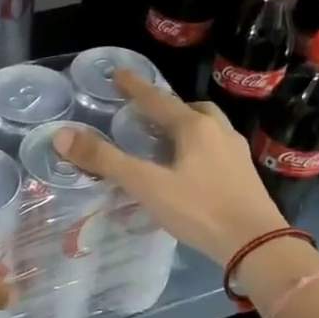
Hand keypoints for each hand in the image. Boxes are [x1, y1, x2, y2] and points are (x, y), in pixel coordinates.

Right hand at [53, 71, 291, 266]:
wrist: (256, 243)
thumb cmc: (199, 209)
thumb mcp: (146, 185)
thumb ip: (106, 160)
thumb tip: (62, 135)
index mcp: (194, 126)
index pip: (158, 99)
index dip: (135, 87)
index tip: (118, 74)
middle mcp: (218, 131)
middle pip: (190, 109)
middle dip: (167, 108)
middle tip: (146, 117)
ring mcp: (235, 153)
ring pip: (207, 128)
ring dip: (186, 128)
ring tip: (166, 143)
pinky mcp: (244, 175)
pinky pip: (216, 149)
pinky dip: (198, 149)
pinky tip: (189, 170)